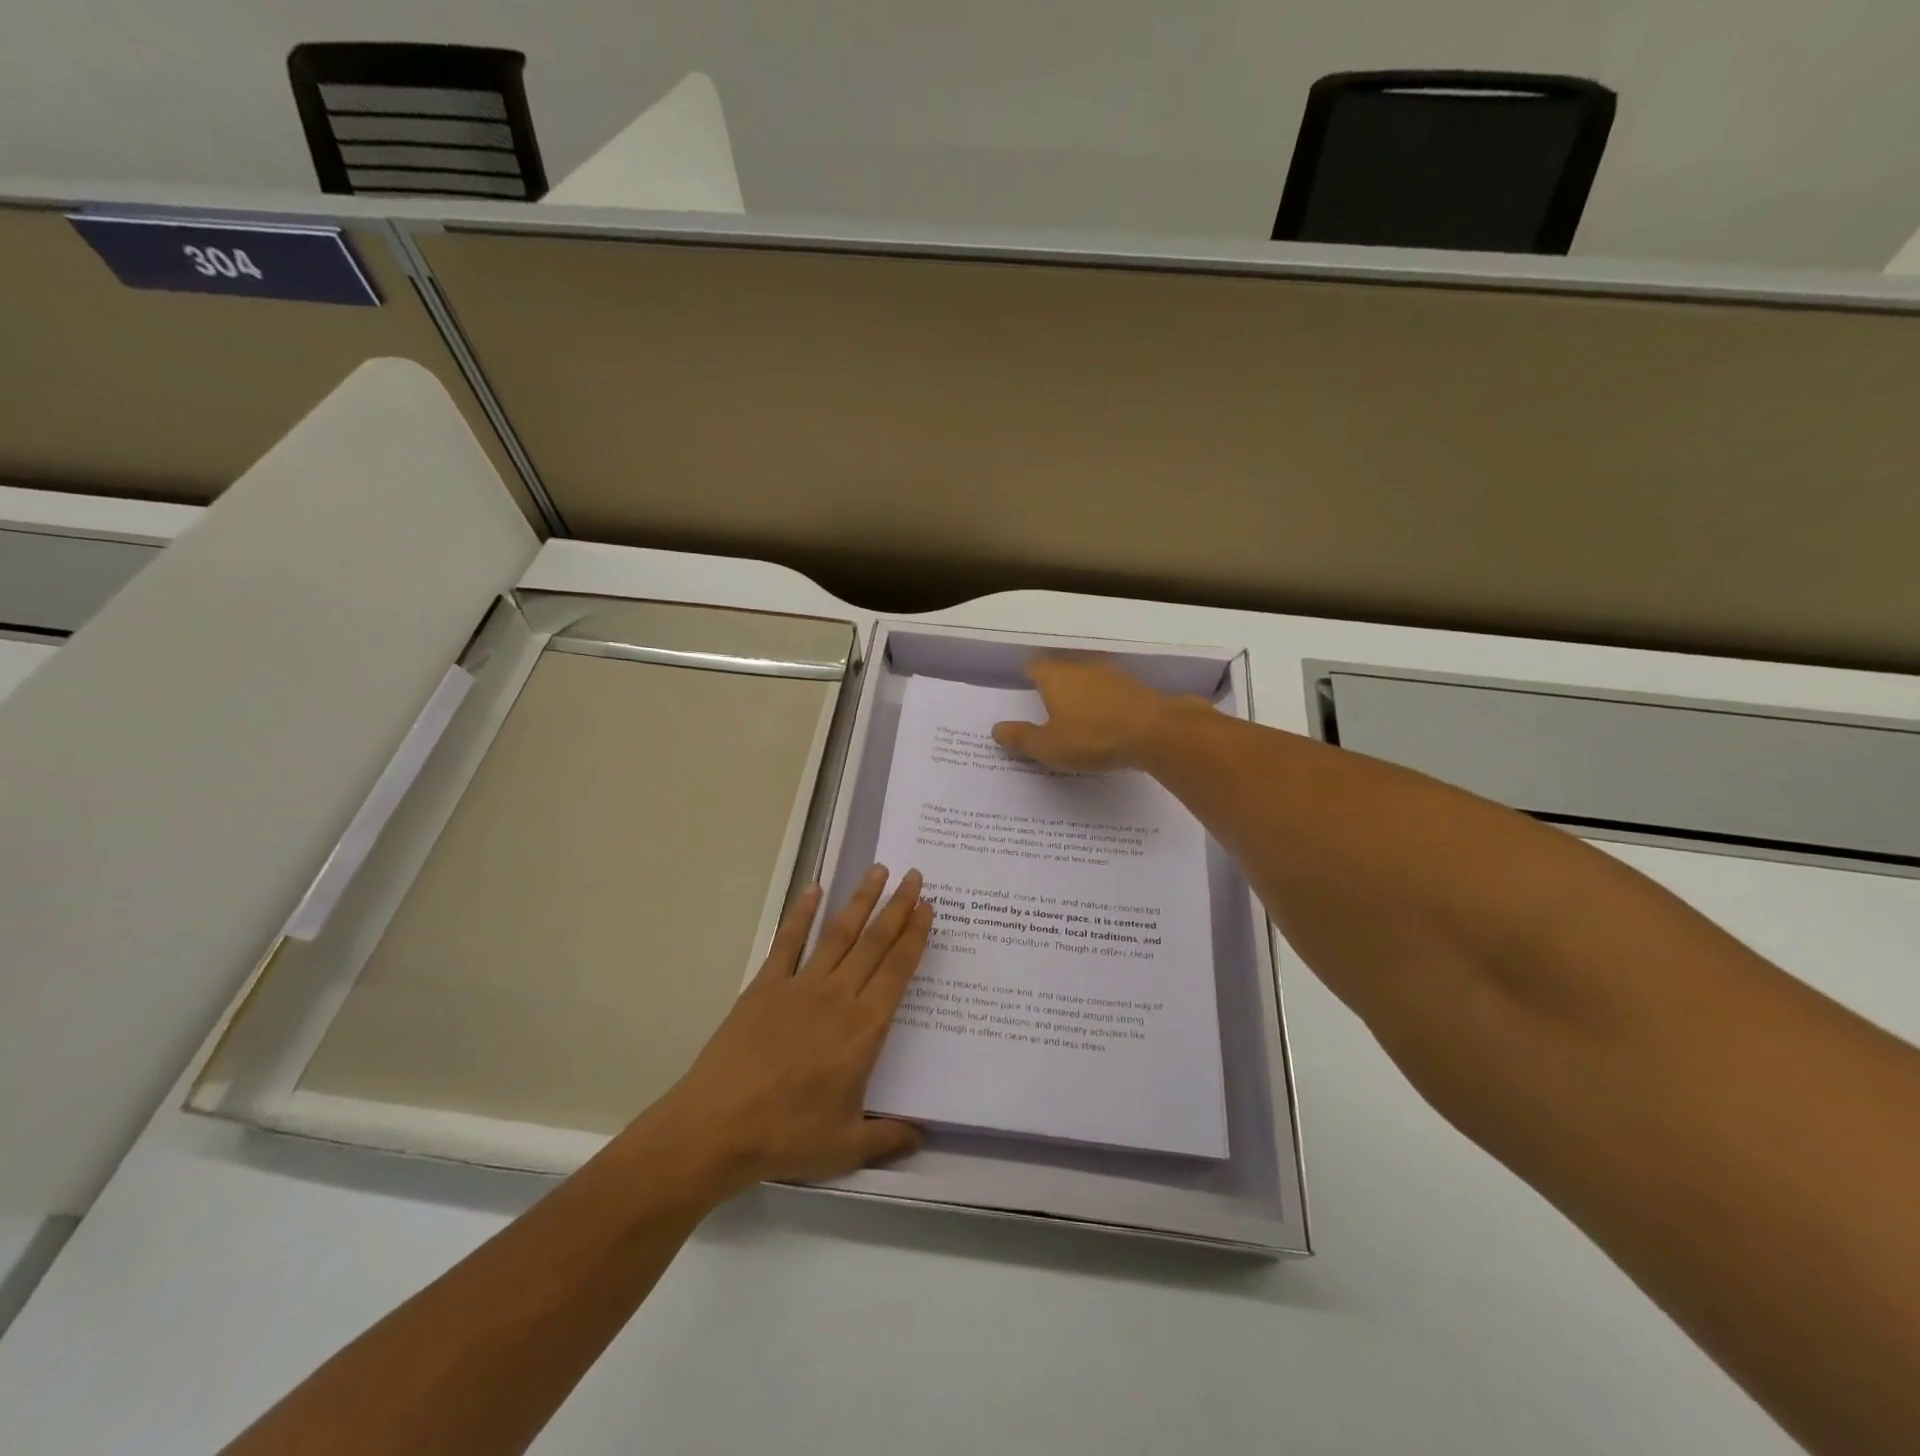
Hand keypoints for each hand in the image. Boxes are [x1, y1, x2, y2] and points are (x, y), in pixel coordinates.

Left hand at [655, 865, 932, 1192]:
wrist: (717, 1128)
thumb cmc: (787, 1136)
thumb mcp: (847, 1146)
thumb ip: (889, 1136)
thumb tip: (924, 1134)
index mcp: (864, 1028)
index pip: (898, 970)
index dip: (916, 936)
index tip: (928, 908)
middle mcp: (838, 996)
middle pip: (875, 942)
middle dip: (898, 907)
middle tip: (914, 876)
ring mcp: (799, 986)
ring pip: (839, 933)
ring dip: (860, 900)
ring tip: (877, 870)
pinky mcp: (765, 986)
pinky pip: (787, 941)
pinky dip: (801, 913)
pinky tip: (813, 890)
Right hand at [991, 657, 1190, 771]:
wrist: (1155, 731)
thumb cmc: (1092, 737)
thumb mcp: (1049, 746)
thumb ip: (1021, 738)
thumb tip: (996, 729)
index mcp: (1055, 676)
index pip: (1035, 666)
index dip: (1029, 677)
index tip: (1026, 692)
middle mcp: (1082, 667)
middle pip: (1062, 670)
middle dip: (1056, 687)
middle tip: (1050, 710)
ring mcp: (1112, 674)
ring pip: (1089, 680)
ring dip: (1083, 695)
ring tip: (1079, 719)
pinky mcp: (1135, 687)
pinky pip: (1111, 692)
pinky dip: (1106, 704)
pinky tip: (1107, 724)